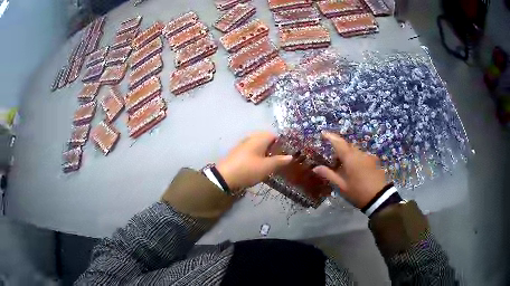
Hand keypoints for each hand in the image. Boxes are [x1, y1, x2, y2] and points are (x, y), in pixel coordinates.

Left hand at [217, 132, 292, 190]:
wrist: (225, 177)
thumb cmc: (248, 169)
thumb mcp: (267, 167)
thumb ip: (279, 161)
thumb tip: (290, 156)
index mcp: (259, 138)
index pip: (274, 135)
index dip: (281, 143)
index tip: (285, 153)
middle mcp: (250, 138)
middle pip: (265, 139)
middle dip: (273, 148)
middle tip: (278, 160)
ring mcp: (242, 145)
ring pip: (258, 145)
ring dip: (264, 153)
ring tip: (269, 164)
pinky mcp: (237, 152)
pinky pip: (251, 150)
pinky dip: (256, 156)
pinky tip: (257, 166)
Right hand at [313, 132, 386, 208]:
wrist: (379, 198)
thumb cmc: (357, 192)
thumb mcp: (341, 186)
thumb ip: (328, 175)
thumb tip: (315, 168)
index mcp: (350, 158)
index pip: (338, 143)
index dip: (330, 137)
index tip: (323, 133)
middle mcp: (359, 153)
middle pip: (348, 146)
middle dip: (340, 149)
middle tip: (333, 159)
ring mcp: (368, 157)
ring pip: (356, 151)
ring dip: (349, 155)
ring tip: (344, 167)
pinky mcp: (374, 162)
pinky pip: (362, 156)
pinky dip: (356, 159)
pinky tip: (356, 170)